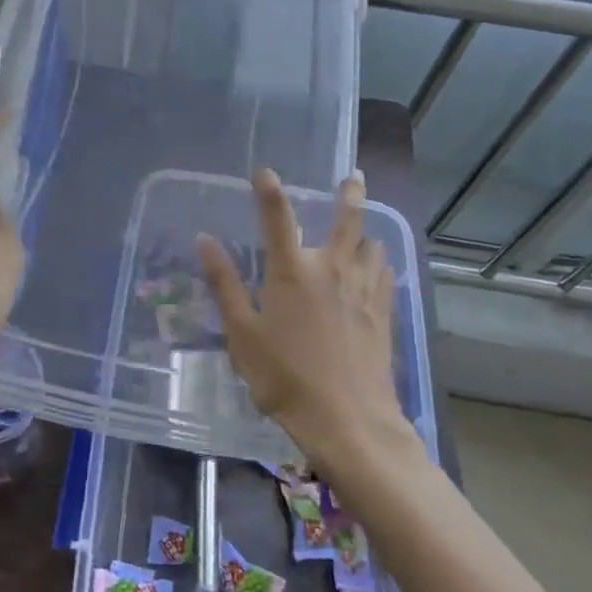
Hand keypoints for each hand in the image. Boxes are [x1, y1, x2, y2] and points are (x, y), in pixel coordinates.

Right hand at [198, 169, 407, 473]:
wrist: (348, 420)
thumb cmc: (284, 377)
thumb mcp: (242, 333)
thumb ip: (224, 283)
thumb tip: (205, 240)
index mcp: (292, 271)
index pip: (277, 217)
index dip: (268, 190)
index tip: (264, 171)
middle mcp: (331, 269)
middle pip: (347, 219)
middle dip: (349, 194)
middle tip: (354, 175)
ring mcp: (363, 290)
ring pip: (373, 246)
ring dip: (365, 234)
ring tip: (363, 233)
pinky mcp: (383, 313)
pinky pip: (386, 275)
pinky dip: (379, 264)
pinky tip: (376, 271)